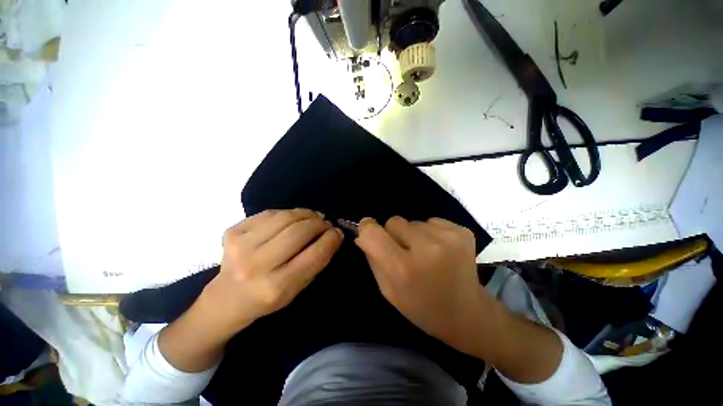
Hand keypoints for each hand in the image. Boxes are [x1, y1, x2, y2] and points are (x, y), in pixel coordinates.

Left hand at [203, 209, 343, 334]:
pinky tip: (292, 219)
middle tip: (326, 223)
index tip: (338, 232)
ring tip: (313, 217)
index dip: (331, 239)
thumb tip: (333, 234)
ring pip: (285, 217)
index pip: (314, 254)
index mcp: (276, 286)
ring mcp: (240, 246)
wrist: (226, 299)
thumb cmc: (267, 298)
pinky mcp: (232, 232)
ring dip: (306, 214)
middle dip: (319, 224)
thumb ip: (317, 261)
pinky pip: (269, 213)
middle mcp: (256, 265)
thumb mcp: (297, 288)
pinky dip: (287, 213)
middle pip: (299, 231)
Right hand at [355, 216, 497, 354]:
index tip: (368, 232)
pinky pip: (432, 221)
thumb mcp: (388, 290)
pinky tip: (440, 250)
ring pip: (413, 221)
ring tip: (425, 254)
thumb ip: (373, 258)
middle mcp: (427, 248)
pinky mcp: (462, 231)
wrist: (468, 313)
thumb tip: (363, 232)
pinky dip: (431, 232)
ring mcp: (448, 238)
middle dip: (393, 234)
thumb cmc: (421, 307)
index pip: (373, 233)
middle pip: (394, 221)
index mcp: (404, 269)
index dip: (367, 229)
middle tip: (404, 252)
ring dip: (414, 234)